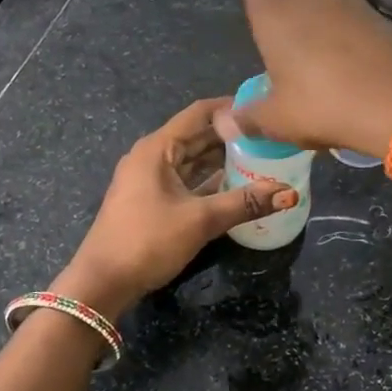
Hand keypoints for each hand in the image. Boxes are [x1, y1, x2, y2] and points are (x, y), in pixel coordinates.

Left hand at [56, 98, 295, 313]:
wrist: (102, 283)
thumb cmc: (148, 241)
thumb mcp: (200, 220)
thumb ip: (245, 203)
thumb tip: (289, 193)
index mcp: (157, 148)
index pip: (199, 113)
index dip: (230, 107)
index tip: (263, 108)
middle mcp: (152, 156)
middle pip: (197, 136)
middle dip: (231, 136)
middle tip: (270, 137)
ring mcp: (150, 179)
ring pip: (192, 160)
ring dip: (222, 160)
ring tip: (261, 158)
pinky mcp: (151, 200)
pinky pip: (186, 180)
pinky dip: (210, 180)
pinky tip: (237, 186)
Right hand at [229, 0, 391, 156]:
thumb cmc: (323, 105)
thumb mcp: (278, 121)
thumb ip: (249, 118)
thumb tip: (225, 122)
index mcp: (275, 14)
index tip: (257, 1)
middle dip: (292, 22)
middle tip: (295, 64)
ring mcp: (349, 4)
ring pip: (326, 12)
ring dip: (324, 33)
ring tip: (330, 75)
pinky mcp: (381, 18)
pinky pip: (355, 26)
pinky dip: (353, 43)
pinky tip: (359, 76)